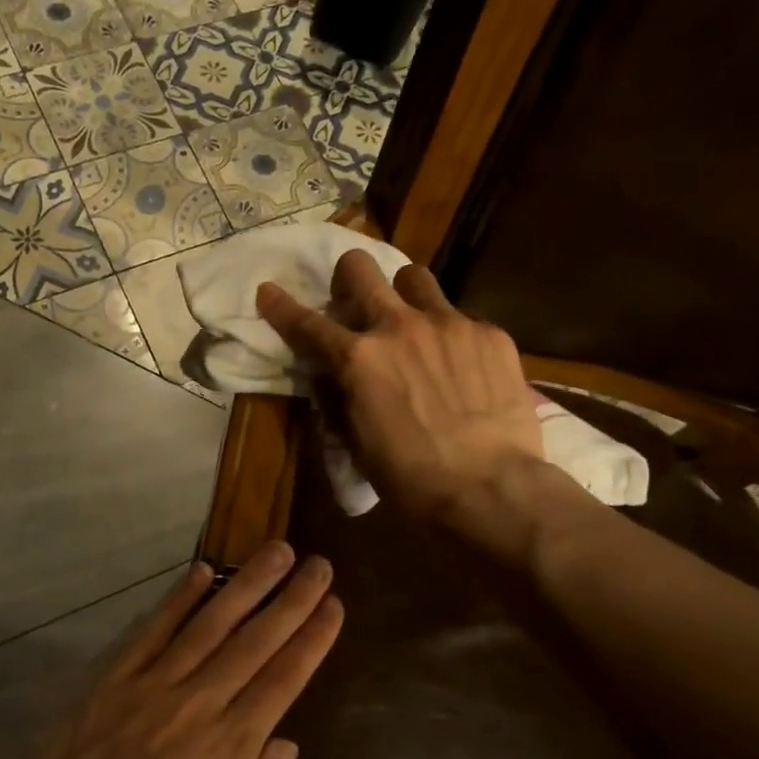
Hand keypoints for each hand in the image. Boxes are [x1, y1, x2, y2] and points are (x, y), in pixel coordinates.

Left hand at [0, 543, 341, 758]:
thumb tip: (286, 746)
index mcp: (227, 754)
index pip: (282, 681)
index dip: (311, 640)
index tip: (333, 606)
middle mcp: (195, 708)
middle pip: (253, 642)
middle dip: (291, 601)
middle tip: (318, 564)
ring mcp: (148, 689)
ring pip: (208, 625)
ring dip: (246, 585)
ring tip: (276, 551)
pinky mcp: (108, 684)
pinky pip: (149, 632)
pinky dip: (177, 599)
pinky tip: (200, 572)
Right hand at [256, 250, 547, 525]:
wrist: (490, 490)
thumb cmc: (412, 479)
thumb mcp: (357, 445)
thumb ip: (338, 399)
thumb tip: (329, 375)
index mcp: (358, 359)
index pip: (307, 324)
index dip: (280, 307)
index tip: (268, 291)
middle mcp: (399, 327)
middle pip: (361, 268)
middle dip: (348, 277)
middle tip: (355, 300)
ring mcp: (449, 324)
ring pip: (415, 277)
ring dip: (403, 295)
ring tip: (413, 325)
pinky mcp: (490, 334)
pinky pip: (461, 315)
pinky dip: (450, 334)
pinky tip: (462, 366)